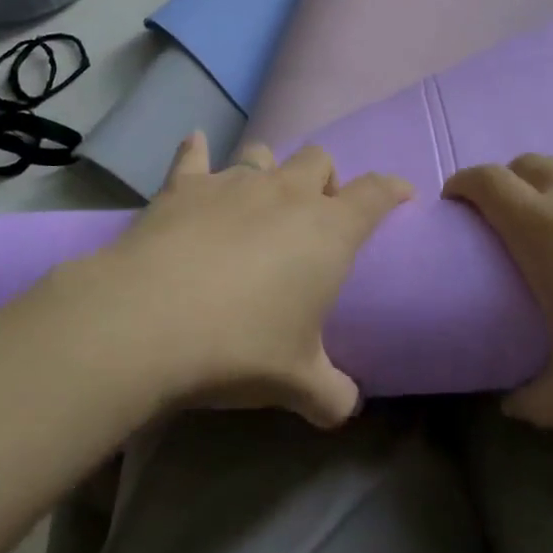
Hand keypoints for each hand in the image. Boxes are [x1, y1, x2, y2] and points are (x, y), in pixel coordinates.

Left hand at [47, 133, 411, 426]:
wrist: (151, 320)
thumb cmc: (241, 346)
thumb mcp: (298, 383)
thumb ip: (332, 394)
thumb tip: (346, 406)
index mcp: (328, 230)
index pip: (375, 193)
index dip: (392, 188)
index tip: (400, 193)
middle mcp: (286, 192)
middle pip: (318, 159)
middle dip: (323, 178)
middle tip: (315, 213)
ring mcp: (233, 182)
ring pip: (262, 153)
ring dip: (268, 169)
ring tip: (259, 196)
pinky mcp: (184, 185)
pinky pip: (193, 155)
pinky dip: (196, 151)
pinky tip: (195, 145)